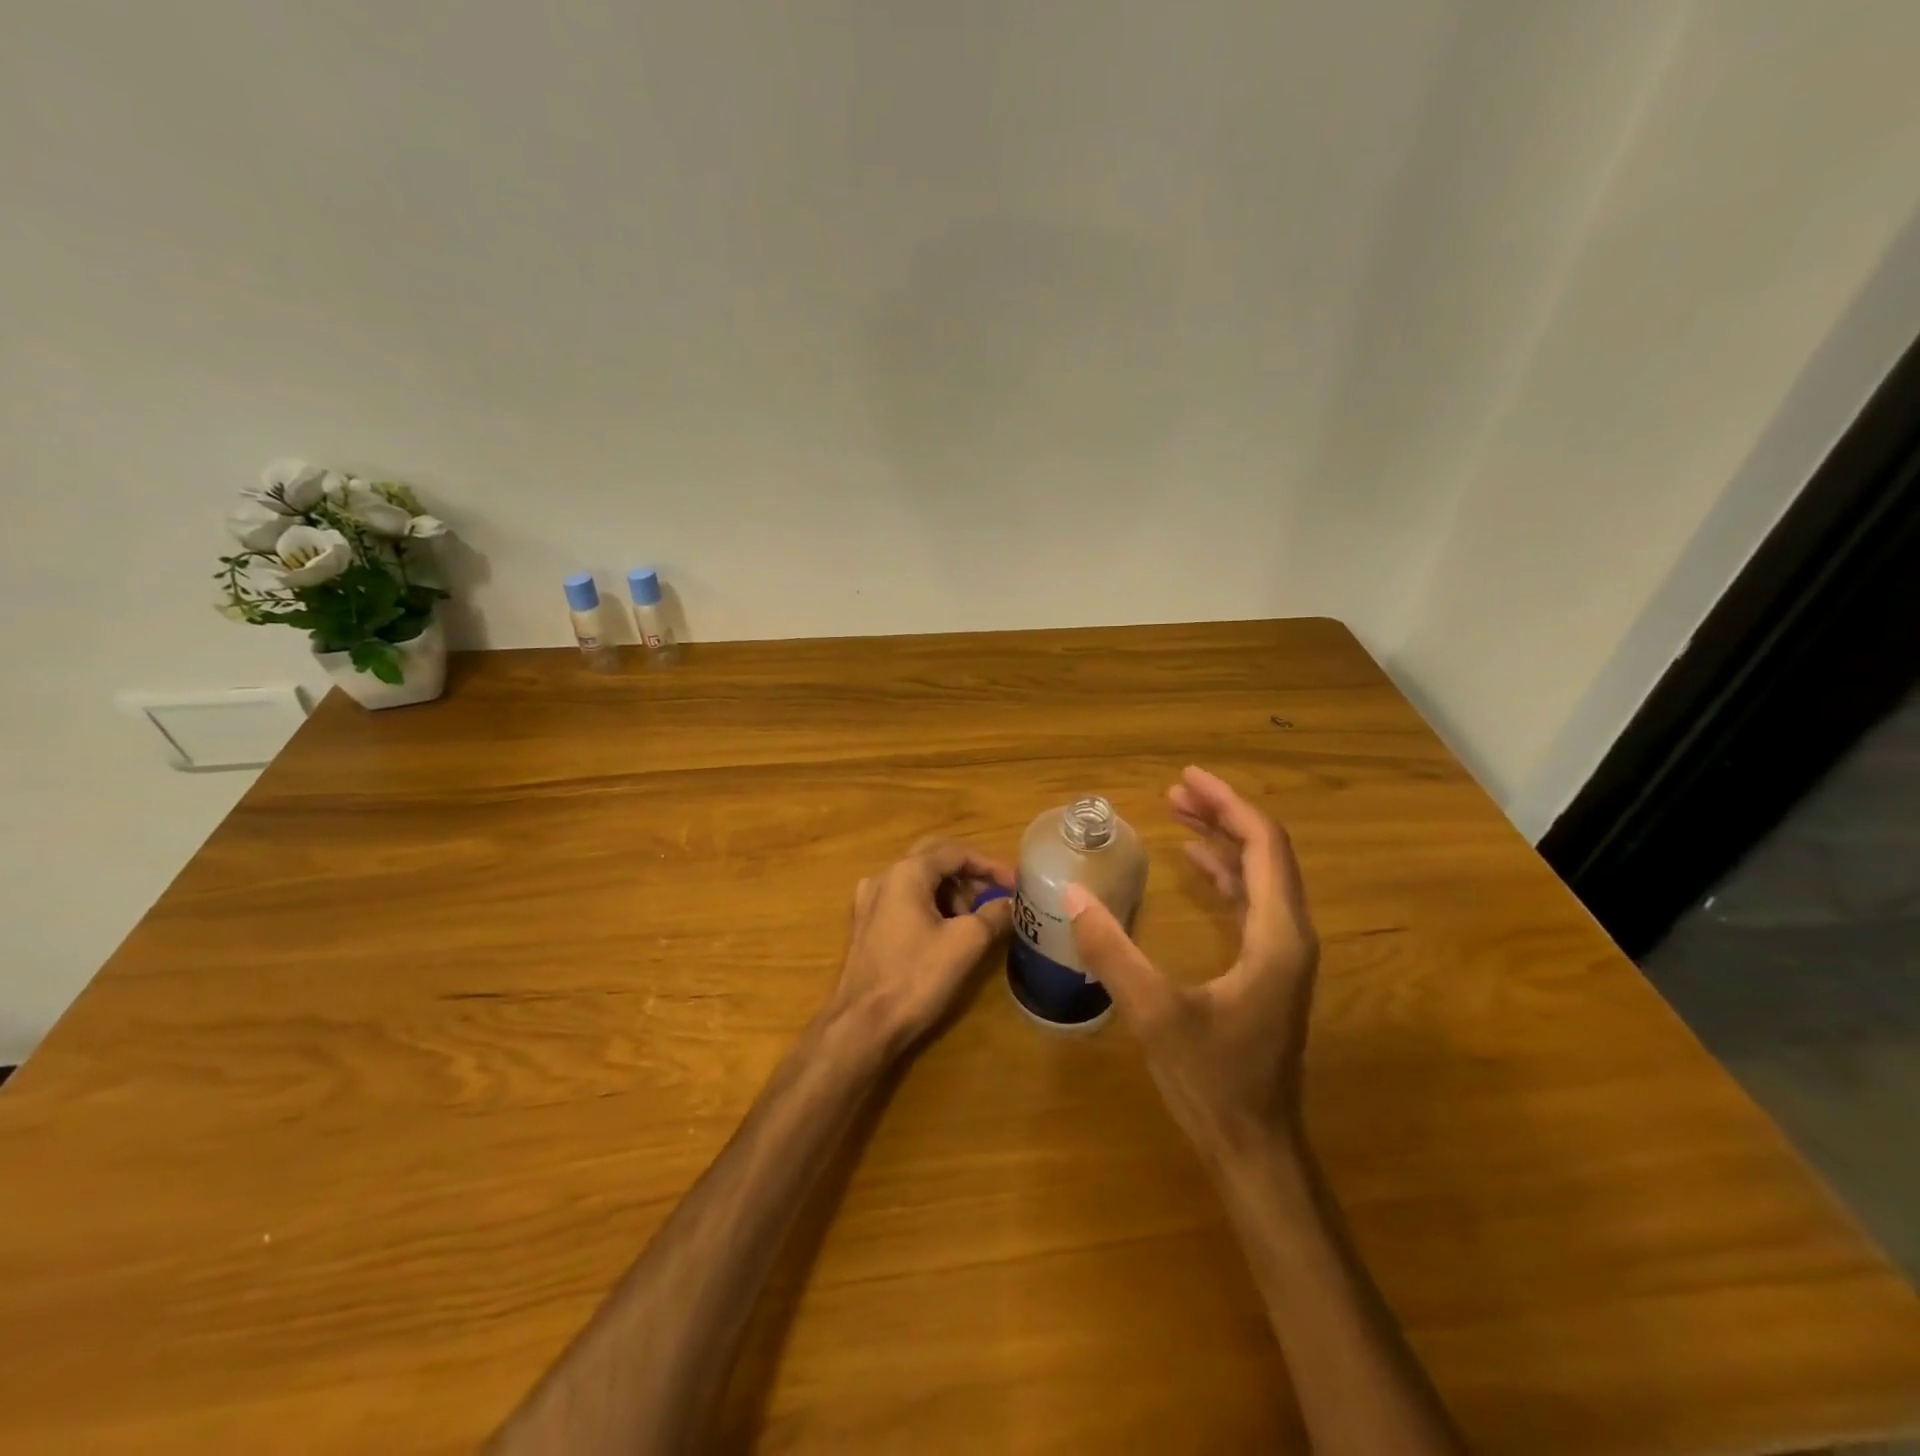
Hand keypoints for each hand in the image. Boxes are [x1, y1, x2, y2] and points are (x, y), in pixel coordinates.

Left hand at [830, 838, 1015, 1052]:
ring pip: (918, 879)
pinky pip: (903, 899)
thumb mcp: (966, 943)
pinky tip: (945, 930)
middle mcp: (883, 877)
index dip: (990, 865)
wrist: (863, 1024)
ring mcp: (869, 901)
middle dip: (968, 874)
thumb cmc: (916, 977)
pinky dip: (929, 904)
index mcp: (906, 872)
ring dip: (949, 891)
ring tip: (973, 919)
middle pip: (934, 858)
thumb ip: (994, 915)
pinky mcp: (866, 924)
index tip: (1015, 885)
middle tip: (995, 895)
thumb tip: (1011, 903)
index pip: (956, 852)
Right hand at [1063, 766, 1318, 1163]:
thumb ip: (1113, 951)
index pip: (1263, 846)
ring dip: (1221, 842)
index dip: (1228, 805)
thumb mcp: (1155, 1014)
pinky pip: (1250, 903)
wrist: (1255, 1148)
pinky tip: (1195, 867)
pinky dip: (1223, 875)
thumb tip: (1072, 892)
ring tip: (1177, 816)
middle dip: (1221, 815)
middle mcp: (1288, 936)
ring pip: (1259, 876)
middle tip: (1173, 792)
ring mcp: (1281, 954)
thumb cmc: (1213, 1081)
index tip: (1186, 779)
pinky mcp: (1266, 970)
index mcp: (1277, 936)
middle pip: (1264, 853)